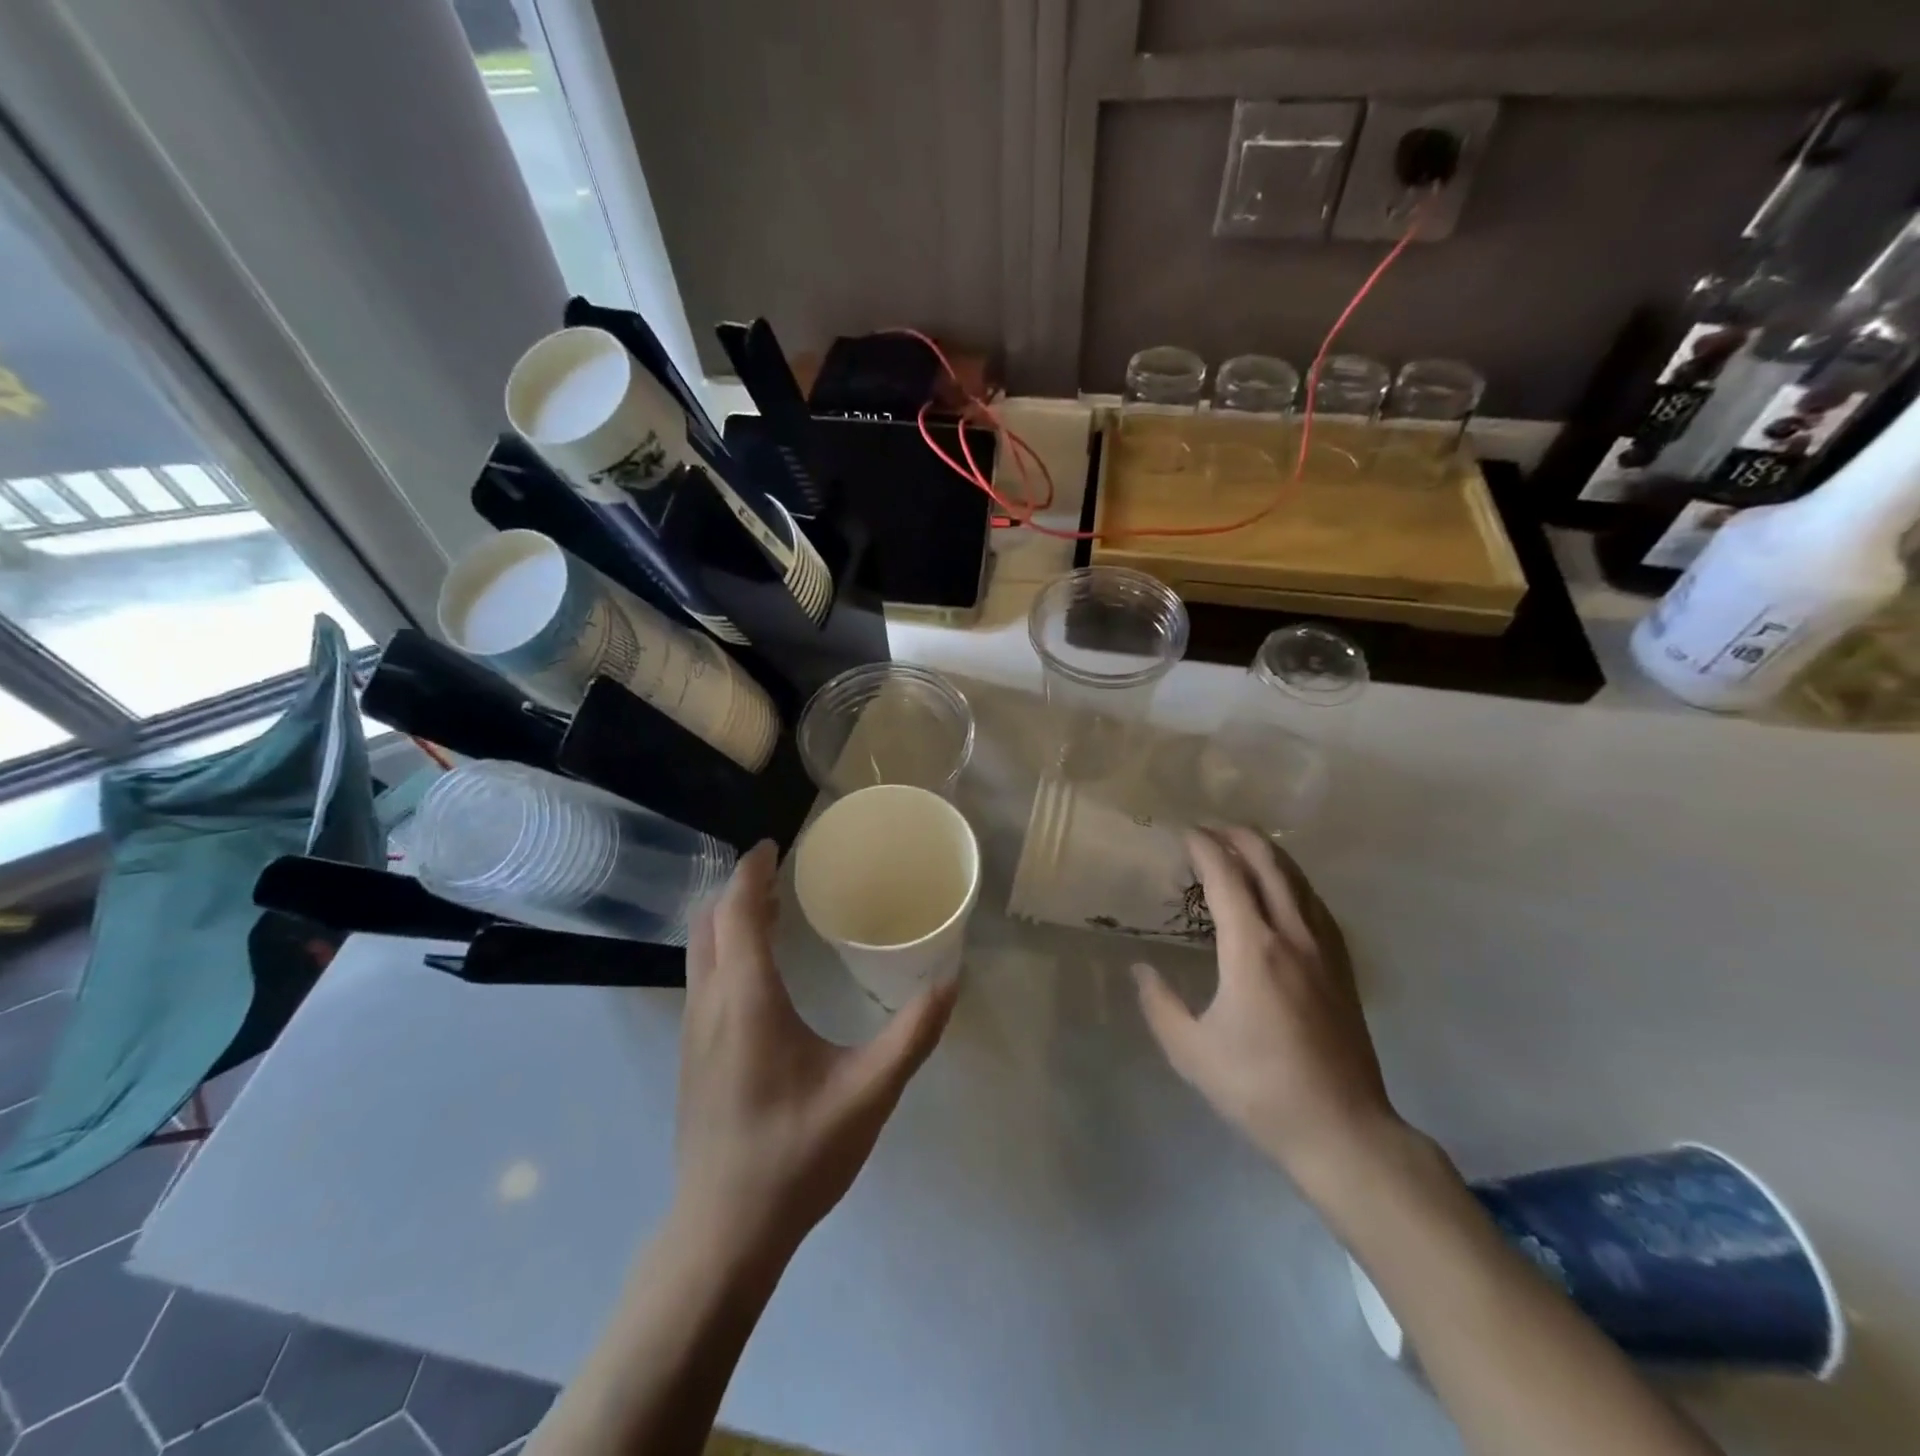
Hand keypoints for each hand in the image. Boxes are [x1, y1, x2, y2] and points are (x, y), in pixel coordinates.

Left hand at [675, 841, 957, 1261]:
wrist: (723, 1232)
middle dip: (740, 888)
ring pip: (700, 950)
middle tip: (782, 872)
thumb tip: (951, 982)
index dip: (751, 872)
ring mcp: (693, 1031)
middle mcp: (711, 1004)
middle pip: (710, 922)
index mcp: (748, 1000)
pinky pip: (703, 976)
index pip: (738, 912)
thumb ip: (912, 1035)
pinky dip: (725, 948)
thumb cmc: (797, 1155)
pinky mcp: (692, 1054)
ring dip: (730, 918)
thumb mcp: (868, 1094)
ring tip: (774, 908)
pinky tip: (761, 969)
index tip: (774, 845)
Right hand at [1133, 827, 1400, 1182]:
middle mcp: (1293, 936)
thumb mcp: (1191, 1052)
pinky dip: (1293, 881)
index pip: (1226, 877)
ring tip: (1242, 846)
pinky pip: (1316, 904)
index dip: (1203, 847)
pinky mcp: (1344, 967)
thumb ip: (1159, 1004)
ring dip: (1268, 854)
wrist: (1342, 1130)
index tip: (1184, 833)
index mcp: (1252, 949)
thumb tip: (1141, 969)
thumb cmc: (1259, 1089)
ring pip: (1298, 880)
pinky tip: (1283, 890)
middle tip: (1210, 828)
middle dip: (1238, 836)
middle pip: (1269, 864)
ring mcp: (1325, 950)